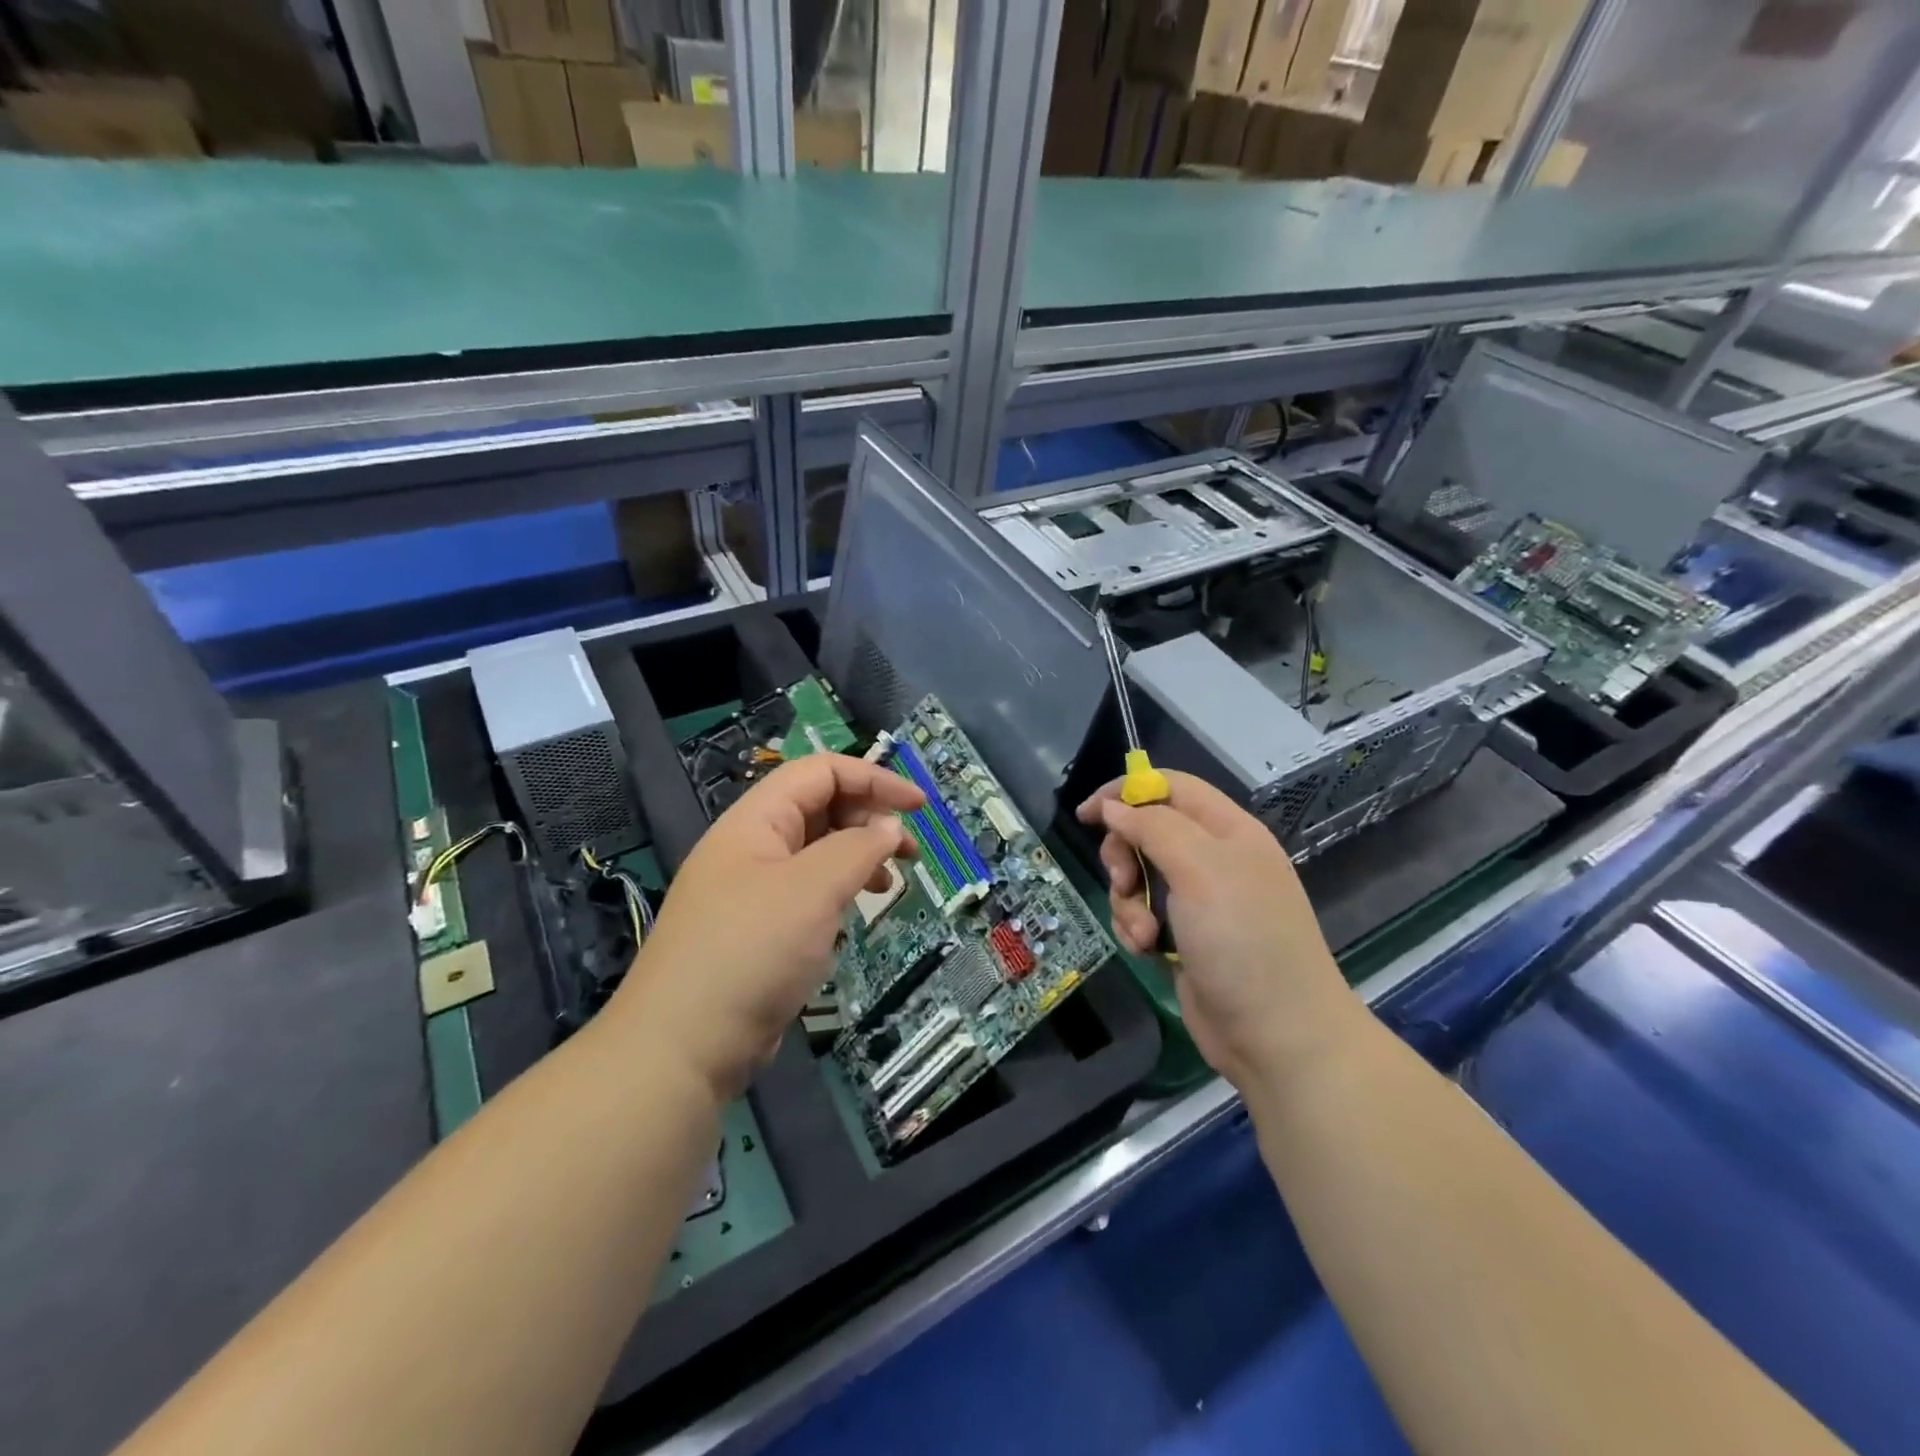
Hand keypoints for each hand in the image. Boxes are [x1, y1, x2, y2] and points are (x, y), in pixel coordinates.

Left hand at [613, 754, 922, 1097]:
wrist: (683, 1047)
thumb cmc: (751, 951)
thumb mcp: (812, 889)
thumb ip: (858, 848)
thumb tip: (890, 826)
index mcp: (755, 820)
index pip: (820, 772)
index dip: (873, 779)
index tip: (919, 807)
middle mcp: (752, 847)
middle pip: (819, 808)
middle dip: (869, 819)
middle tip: (908, 852)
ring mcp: (753, 890)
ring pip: (816, 852)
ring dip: (858, 857)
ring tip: (889, 883)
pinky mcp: (759, 931)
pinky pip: (807, 893)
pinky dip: (839, 893)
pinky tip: (854, 915)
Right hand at [1078, 771, 1363, 1092]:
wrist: (1277, 1035)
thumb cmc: (1243, 940)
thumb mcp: (1200, 869)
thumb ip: (1153, 827)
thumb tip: (1113, 806)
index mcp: (1227, 830)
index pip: (1170, 787)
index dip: (1126, 792)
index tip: (1089, 814)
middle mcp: (1213, 859)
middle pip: (1146, 831)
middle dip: (1124, 854)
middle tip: (1123, 880)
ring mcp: (1198, 901)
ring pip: (1138, 877)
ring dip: (1127, 901)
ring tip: (1143, 933)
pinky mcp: (1183, 936)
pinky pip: (1141, 914)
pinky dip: (1136, 928)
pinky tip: (1148, 951)